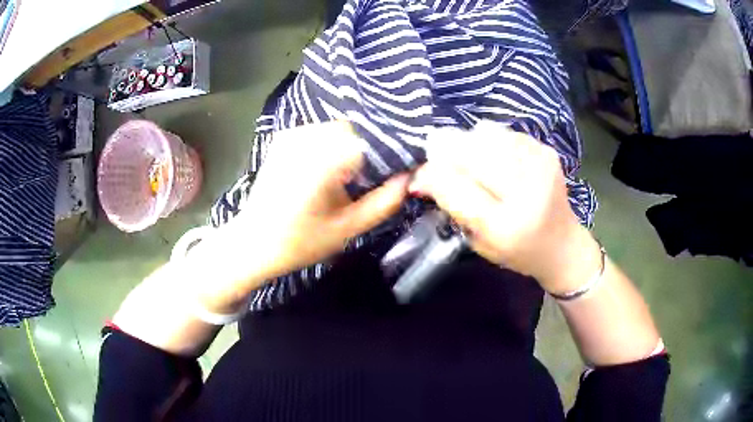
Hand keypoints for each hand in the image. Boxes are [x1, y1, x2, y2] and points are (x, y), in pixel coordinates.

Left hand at [185, 121, 409, 311]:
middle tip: (369, 178)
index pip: (371, 140)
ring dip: (348, 146)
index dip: (387, 153)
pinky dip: (330, 145)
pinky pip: (319, 132)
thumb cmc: (300, 241)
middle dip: (367, 150)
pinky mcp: (283, 138)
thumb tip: (409, 179)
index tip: (396, 171)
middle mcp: (307, 138)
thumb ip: (383, 203)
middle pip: (354, 130)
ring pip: (337, 129)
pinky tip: (326, 169)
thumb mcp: (347, 229)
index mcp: (323, 160)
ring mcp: (292, 134)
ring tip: (347, 176)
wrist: (252, 242)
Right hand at [408, 122, 600, 293]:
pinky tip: (492, 155)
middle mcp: (525, 192)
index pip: (455, 187)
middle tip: (435, 154)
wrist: (561, 244)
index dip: (430, 175)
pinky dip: (489, 139)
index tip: (419, 175)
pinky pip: (504, 133)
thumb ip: (453, 206)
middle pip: (471, 153)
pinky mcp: (546, 151)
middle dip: (445, 150)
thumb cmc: (516, 251)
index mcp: (505, 226)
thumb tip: (423, 174)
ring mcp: (540, 166)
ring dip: (467, 142)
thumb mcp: (478, 242)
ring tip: (466, 157)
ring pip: (486, 135)